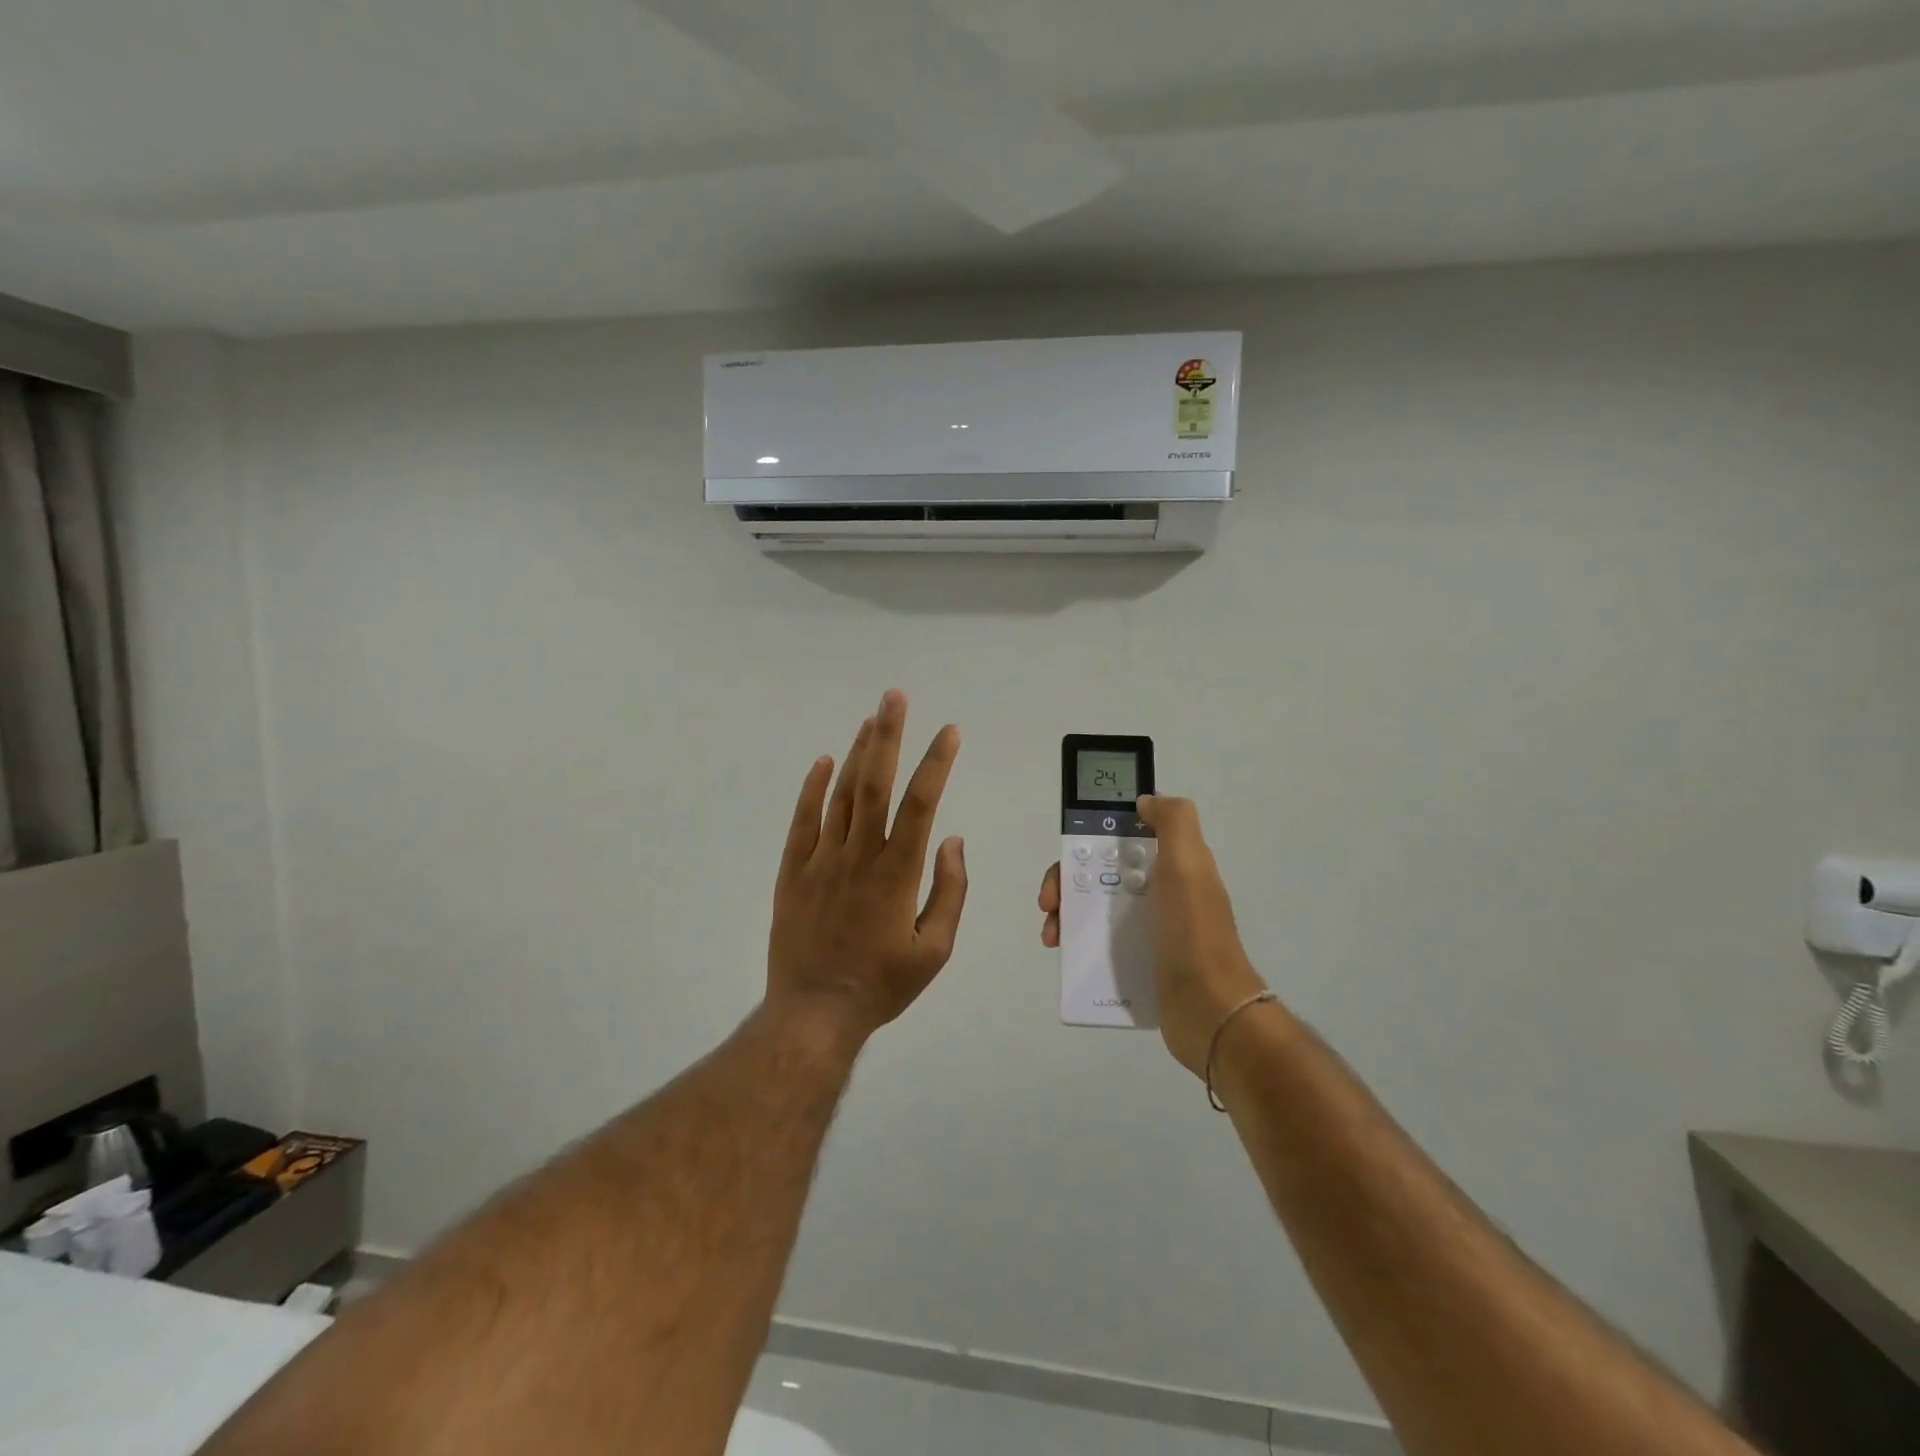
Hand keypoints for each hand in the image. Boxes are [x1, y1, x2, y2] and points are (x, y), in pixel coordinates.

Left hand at [768, 690, 967, 1042]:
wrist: (814, 1012)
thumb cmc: (882, 985)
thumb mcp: (934, 950)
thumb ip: (950, 892)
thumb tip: (952, 840)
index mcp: (897, 873)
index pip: (921, 803)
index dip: (936, 763)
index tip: (950, 732)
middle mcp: (858, 856)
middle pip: (875, 783)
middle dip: (888, 736)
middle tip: (894, 697)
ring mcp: (820, 861)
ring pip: (841, 795)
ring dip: (857, 754)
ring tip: (870, 719)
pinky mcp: (792, 872)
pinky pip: (802, 821)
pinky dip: (812, 789)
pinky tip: (823, 762)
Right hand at [1039, 795, 1266, 1075]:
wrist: (1209, 1010)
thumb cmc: (1193, 932)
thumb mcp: (1189, 863)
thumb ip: (1173, 821)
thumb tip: (1146, 801)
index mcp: (1173, 865)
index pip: (1124, 838)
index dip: (1094, 837)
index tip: (1071, 850)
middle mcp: (1161, 893)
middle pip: (1101, 872)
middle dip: (1068, 880)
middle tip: (1049, 902)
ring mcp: (1150, 929)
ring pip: (1096, 908)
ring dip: (1067, 913)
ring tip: (1052, 935)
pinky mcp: (1139, 962)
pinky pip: (1099, 943)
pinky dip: (1077, 943)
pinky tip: (1063, 952)